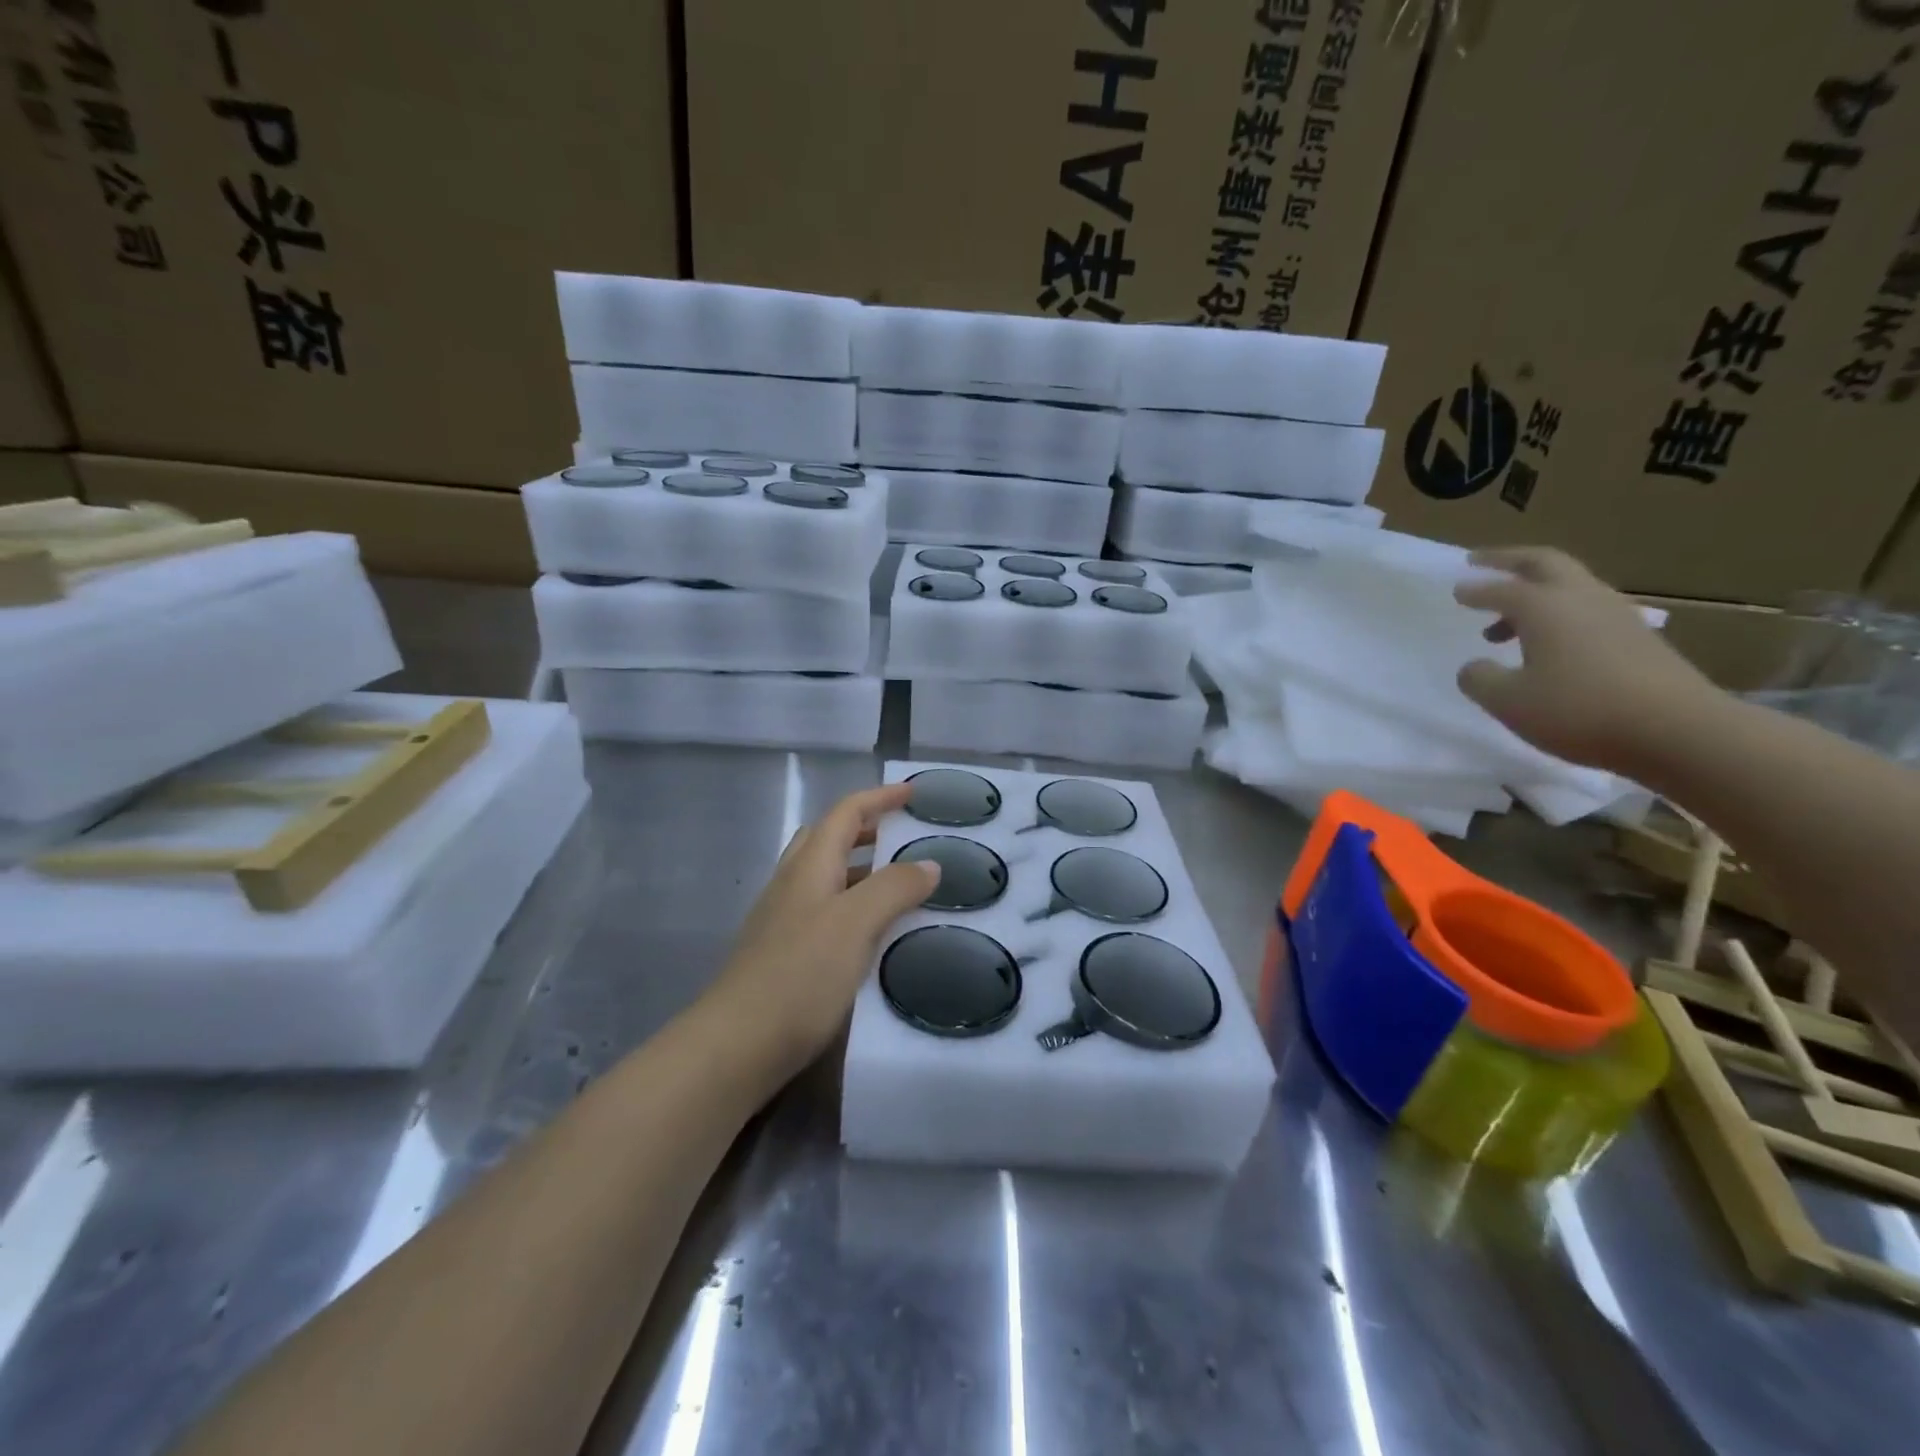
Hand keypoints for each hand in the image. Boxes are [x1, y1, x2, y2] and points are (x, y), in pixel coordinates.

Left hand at [710, 783, 937, 1078]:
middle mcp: (792, 884)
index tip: (912, 793)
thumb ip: (894, 888)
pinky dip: (853, 905)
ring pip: (825, 876)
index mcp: (809, 866)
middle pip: (828, 839)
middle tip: (904, 836)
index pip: (845, 813)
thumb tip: (929, 864)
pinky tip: (870, 933)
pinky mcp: (782, 954)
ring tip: (899, 884)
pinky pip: (824, 911)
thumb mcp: (856, 924)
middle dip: (866, 828)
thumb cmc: (800, 975)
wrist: (736, 1045)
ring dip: (861, 868)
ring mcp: (782, 920)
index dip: (879, 798)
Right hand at [1453, 547, 1719, 774]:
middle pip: (1545, 563)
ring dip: (1535, 592)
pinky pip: (1588, 611)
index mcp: (1544, 608)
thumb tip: (1474, 666)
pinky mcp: (1638, 638)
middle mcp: (1581, 599)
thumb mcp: (1508, 701)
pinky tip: (1551, 645)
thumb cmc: (1579, 710)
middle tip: (1481, 562)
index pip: (1500, 589)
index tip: (1456, 590)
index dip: (1474, 590)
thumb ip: (1480, 679)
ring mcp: (1617, 616)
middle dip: (1509, 560)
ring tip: (1507, 620)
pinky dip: (1560, 615)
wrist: (1678, 730)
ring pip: (1570, 586)